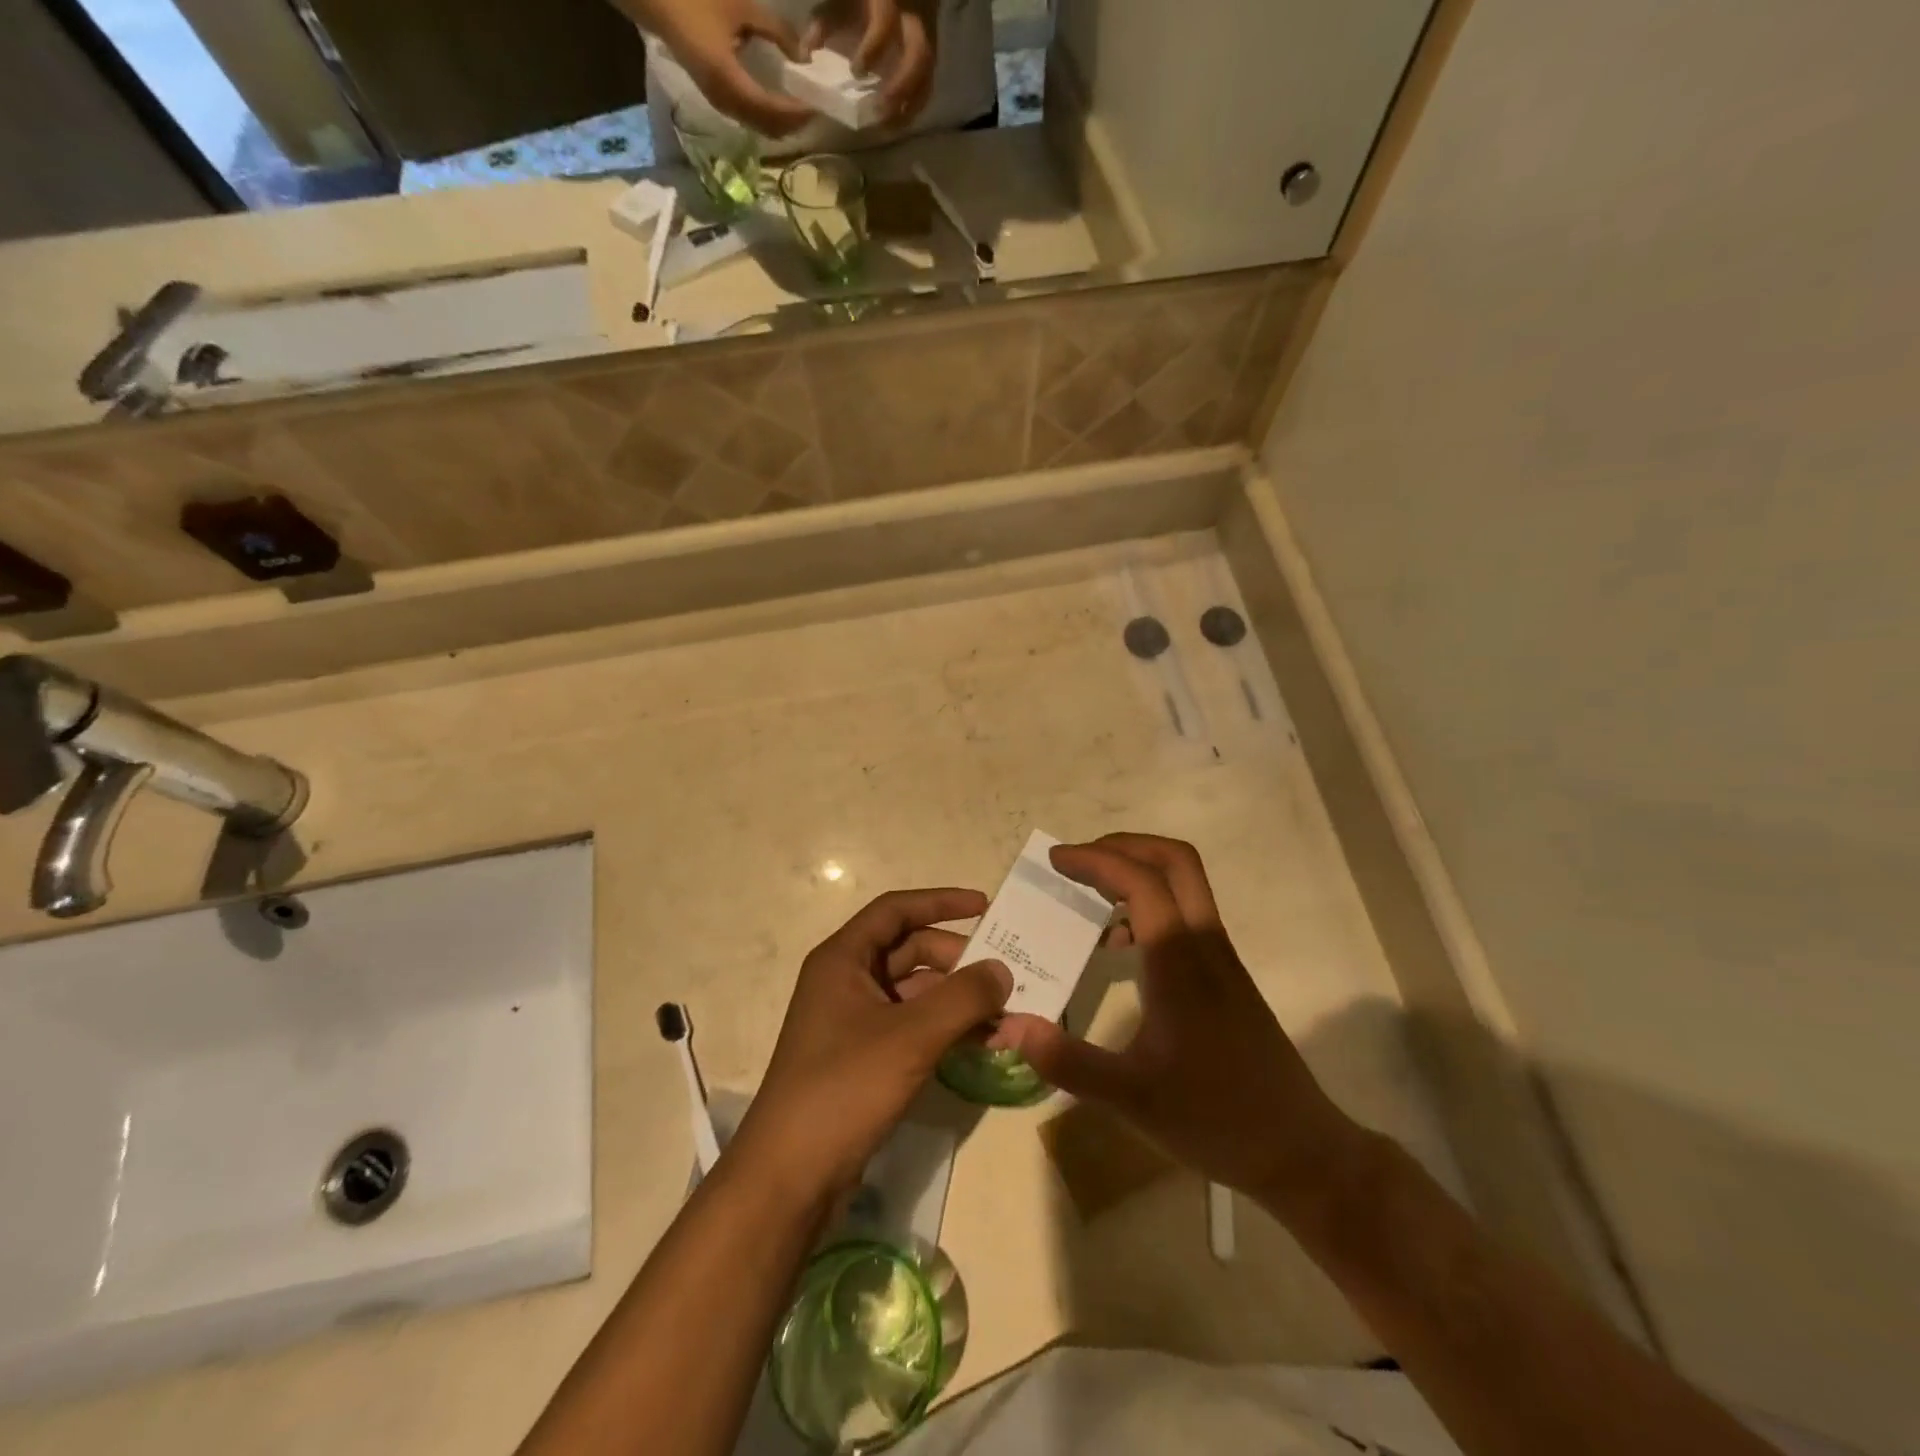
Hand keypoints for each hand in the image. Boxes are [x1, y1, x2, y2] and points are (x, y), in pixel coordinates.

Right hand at [643, 0, 816, 135]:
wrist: (655, 1)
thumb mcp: (739, 7)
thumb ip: (775, 31)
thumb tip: (803, 56)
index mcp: (731, 83)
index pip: (773, 111)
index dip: (798, 113)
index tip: (819, 106)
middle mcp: (727, 103)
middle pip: (769, 128)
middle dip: (794, 124)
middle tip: (816, 111)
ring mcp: (721, 104)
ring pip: (760, 128)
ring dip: (782, 124)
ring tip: (802, 110)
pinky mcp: (717, 99)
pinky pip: (750, 119)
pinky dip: (769, 117)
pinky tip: (780, 104)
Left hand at [733, 888, 1011, 1194]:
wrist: (791, 1175)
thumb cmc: (845, 1087)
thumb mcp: (911, 1036)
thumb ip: (963, 997)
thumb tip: (1003, 970)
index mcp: (843, 959)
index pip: (896, 910)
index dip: (941, 902)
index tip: (985, 906)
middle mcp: (846, 980)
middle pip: (909, 950)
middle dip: (958, 960)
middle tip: (1005, 974)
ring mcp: (854, 1020)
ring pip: (915, 991)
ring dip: (957, 999)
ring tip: (1005, 1015)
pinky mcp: (863, 1056)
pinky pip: (912, 1025)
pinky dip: (945, 1027)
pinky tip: (982, 1043)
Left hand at [804, 0, 937, 125]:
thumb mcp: (841, 3)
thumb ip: (824, 23)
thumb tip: (805, 54)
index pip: (886, 23)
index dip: (873, 49)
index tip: (856, 71)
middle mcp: (915, 19)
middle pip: (920, 56)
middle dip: (901, 87)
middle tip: (880, 113)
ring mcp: (928, 38)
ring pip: (928, 75)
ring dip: (910, 105)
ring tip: (889, 126)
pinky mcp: (932, 55)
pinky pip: (928, 85)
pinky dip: (914, 106)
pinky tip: (898, 123)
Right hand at [998, 834, 1365, 1209]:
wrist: (1300, 1151)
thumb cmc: (1217, 1119)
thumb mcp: (1133, 1099)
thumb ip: (1069, 1061)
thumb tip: (1011, 1025)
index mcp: (1181, 963)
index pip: (1142, 882)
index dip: (1097, 861)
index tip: (1056, 861)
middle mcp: (1205, 946)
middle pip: (1175, 861)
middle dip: (1124, 846)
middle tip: (1078, 863)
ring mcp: (1221, 959)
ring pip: (1185, 885)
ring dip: (1137, 873)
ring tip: (1089, 899)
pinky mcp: (1226, 976)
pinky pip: (1185, 915)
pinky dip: (1149, 906)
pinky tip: (1120, 950)